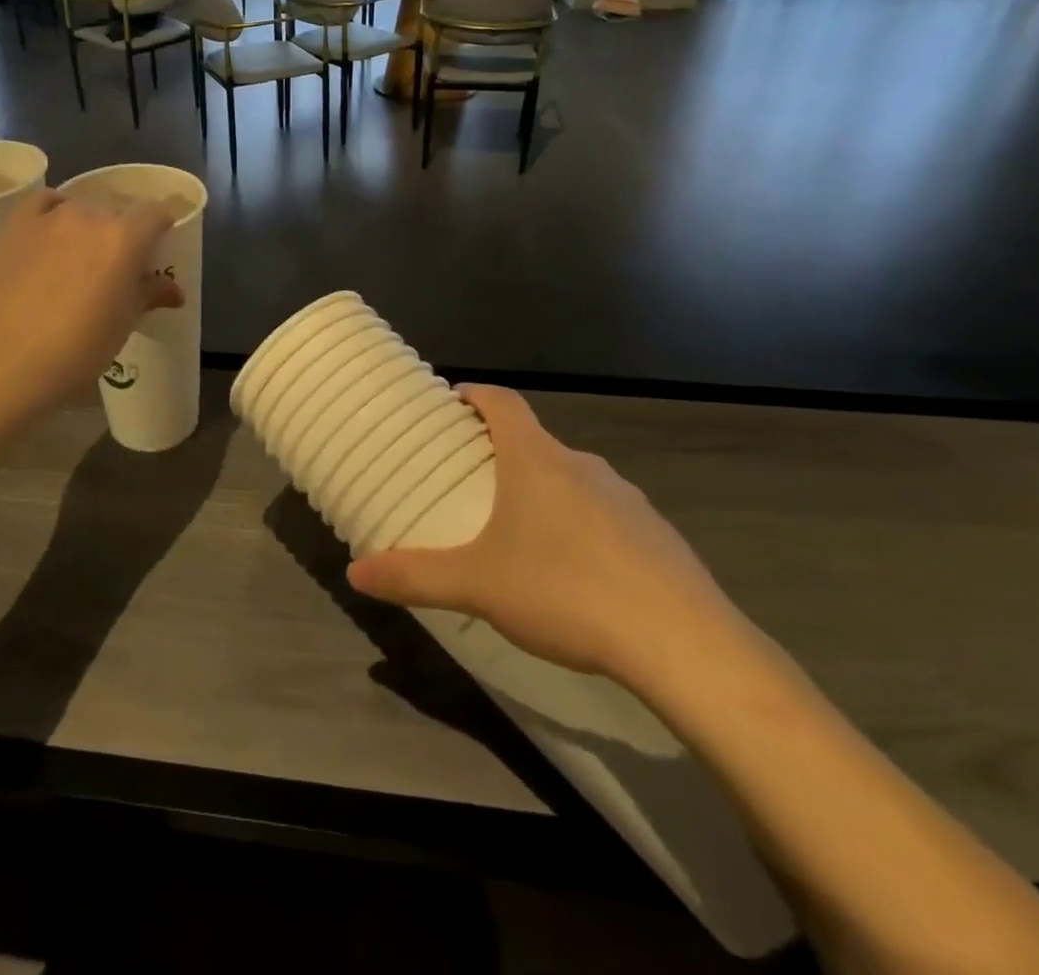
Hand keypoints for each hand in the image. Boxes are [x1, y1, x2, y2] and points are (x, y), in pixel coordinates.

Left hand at [0, 188, 183, 419]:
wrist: (7, 362)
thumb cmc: (79, 349)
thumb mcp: (124, 324)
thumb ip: (150, 295)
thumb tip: (173, 291)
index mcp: (125, 238)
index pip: (155, 213)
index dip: (161, 228)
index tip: (158, 248)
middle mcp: (89, 216)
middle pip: (116, 211)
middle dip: (123, 232)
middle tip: (118, 265)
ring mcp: (48, 218)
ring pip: (80, 208)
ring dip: (87, 226)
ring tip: (80, 257)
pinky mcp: (14, 227)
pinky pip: (42, 204)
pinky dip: (52, 212)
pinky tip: (50, 235)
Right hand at [346, 385, 742, 691]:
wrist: (684, 644)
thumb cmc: (565, 591)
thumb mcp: (476, 585)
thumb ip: (414, 576)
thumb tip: (355, 573)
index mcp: (536, 460)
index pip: (502, 401)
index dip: (475, 394)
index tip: (453, 402)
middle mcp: (583, 466)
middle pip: (535, 441)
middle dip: (502, 453)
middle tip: (473, 483)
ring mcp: (628, 499)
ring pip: (573, 480)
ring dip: (544, 492)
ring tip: (521, 533)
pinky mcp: (659, 537)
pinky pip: (607, 517)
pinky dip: (583, 528)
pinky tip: (576, 576)